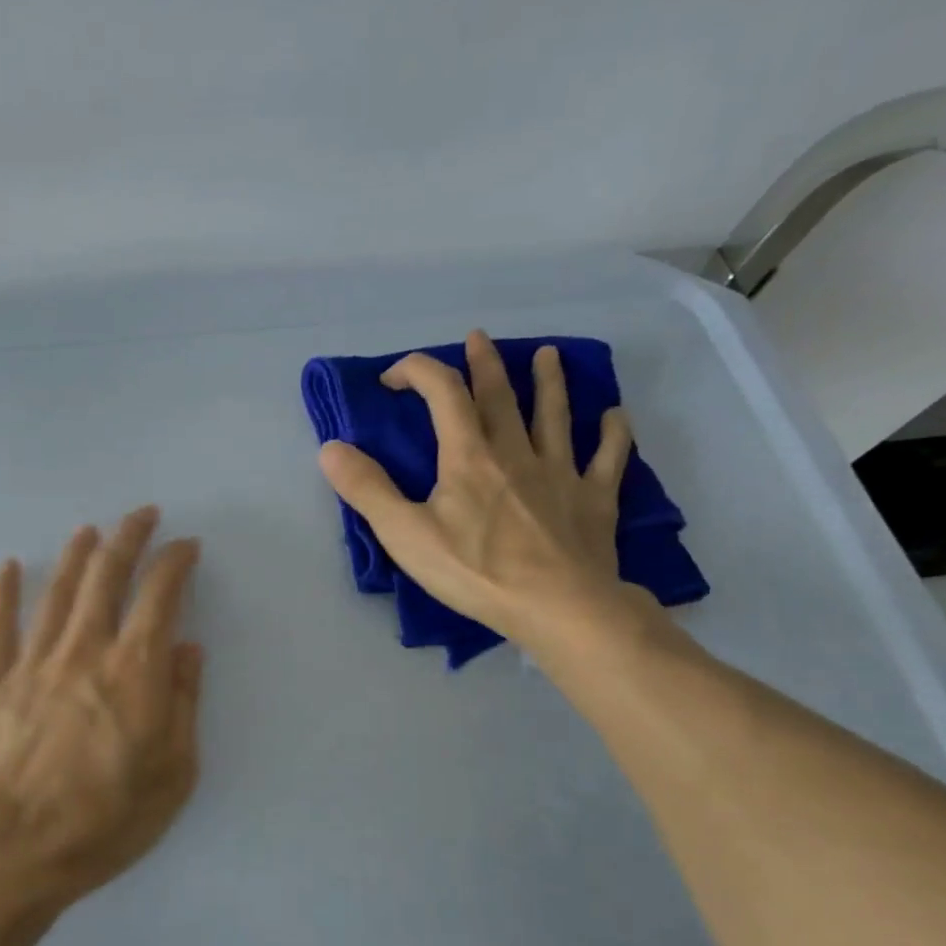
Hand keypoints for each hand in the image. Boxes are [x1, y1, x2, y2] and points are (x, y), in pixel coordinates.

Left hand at [0, 506, 202, 904]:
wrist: (12, 851)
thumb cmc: (105, 820)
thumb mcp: (174, 773)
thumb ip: (182, 703)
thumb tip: (187, 649)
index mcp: (133, 670)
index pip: (159, 595)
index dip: (175, 561)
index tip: (186, 546)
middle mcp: (83, 650)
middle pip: (106, 576)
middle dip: (128, 537)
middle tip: (142, 514)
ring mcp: (32, 662)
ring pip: (57, 592)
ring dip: (77, 555)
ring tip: (90, 530)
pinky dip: (5, 593)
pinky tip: (11, 566)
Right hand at [318, 331, 638, 651]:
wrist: (557, 606)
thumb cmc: (475, 571)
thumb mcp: (405, 534)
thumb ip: (367, 489)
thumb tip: (330, 448)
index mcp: (469, 456)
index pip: (442, 394)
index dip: (418, 372)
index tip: (395, 376)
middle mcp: (516, 451)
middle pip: (500, 396)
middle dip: (484, 364)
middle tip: (478, 339)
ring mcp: (561, 472)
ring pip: (555, 415)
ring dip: (550, 382)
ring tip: (548, 355)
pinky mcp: (594, 499)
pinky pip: (607, 457)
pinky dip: (612, 434)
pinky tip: (615, 416)